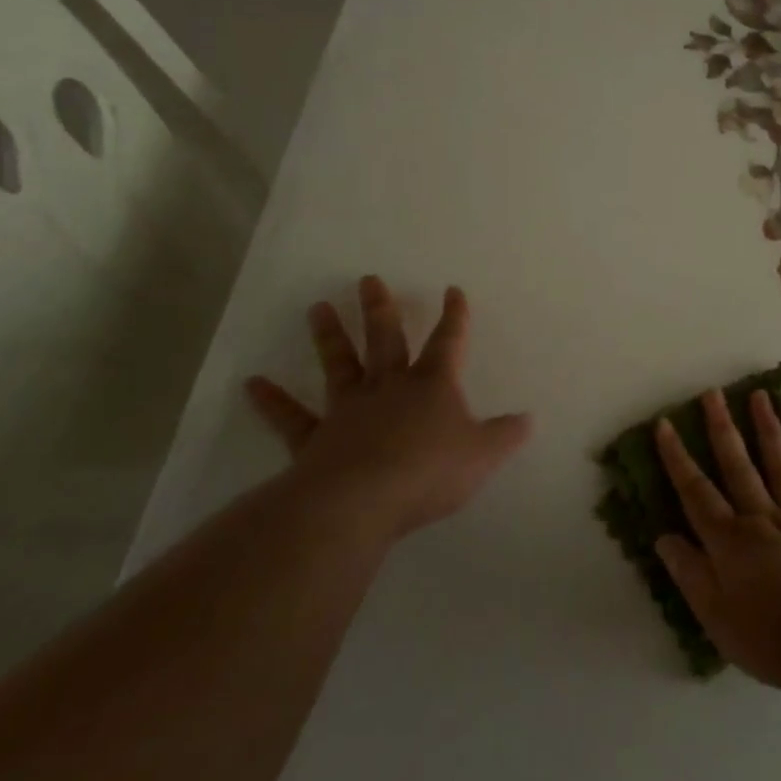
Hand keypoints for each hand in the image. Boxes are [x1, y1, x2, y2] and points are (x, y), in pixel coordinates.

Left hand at [245, 277, 531, 543]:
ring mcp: (348, 410)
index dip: (454, 316)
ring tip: (317, 306)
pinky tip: (252, 384)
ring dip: (330, 336)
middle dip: (381, 309)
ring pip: (340, 364)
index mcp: (432, 385)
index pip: (448, 342)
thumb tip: (528, 419)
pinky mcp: (315, 439)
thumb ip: (506, 435)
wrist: (362, 501)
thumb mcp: (483, 454)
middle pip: (386, 339)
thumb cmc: (430, 471)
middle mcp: (389, 387)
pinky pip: (292, 417)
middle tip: (368, 279)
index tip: (452, 290)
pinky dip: (272, 401)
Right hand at [654, 389, 780, 693]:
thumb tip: (664, 538)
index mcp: (731, 541)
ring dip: (769, 430)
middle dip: (722, 429)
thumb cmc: (773, 637)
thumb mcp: (716, 618)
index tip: (664, 424)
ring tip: (761, 396)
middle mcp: (763, 519)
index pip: (696, 493)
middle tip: (713, 393)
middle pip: (738, 467)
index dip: (677, 459)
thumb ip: (690, 574)